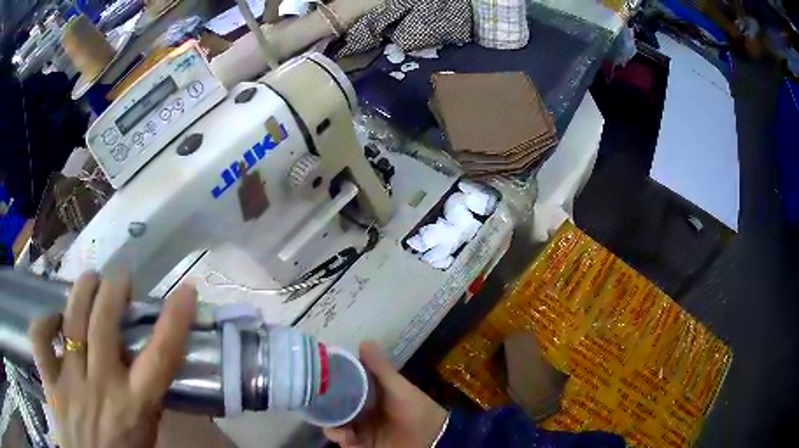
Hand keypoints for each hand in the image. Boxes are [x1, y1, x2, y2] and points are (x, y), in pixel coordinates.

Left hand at [28, 271, 197, 447]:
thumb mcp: (147, 434)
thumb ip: (145, 399)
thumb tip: (146, 365)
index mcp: (134, 405)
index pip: (161, 357)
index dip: (175, 320)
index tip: (187, 291)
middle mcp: (102, 386)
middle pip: (105, 324)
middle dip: (114, 289)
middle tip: (120, 276)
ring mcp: (71, 381)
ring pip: (72, 321)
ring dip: (82, 291)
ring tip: (90, 280)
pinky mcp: (50, 380)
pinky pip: (40, 339)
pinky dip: (44, 322)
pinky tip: (54, 318)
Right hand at [324, 341, 447, 447]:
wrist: (430, 438)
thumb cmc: (416, 409)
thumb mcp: (398, 387)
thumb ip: (381, 368)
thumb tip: (364, 341)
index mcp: (367, 393)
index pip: (342, 385)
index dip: (330, 382)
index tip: (318, 378)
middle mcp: (360, 410)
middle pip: (334, 406)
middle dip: (326, 407)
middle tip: (322, 407)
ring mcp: (360, 428)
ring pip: (334, 424)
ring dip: (331, 425)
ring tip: (338, 428)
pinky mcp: (361, 444)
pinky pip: (343, 441)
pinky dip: (340, 438)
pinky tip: (346, 437)